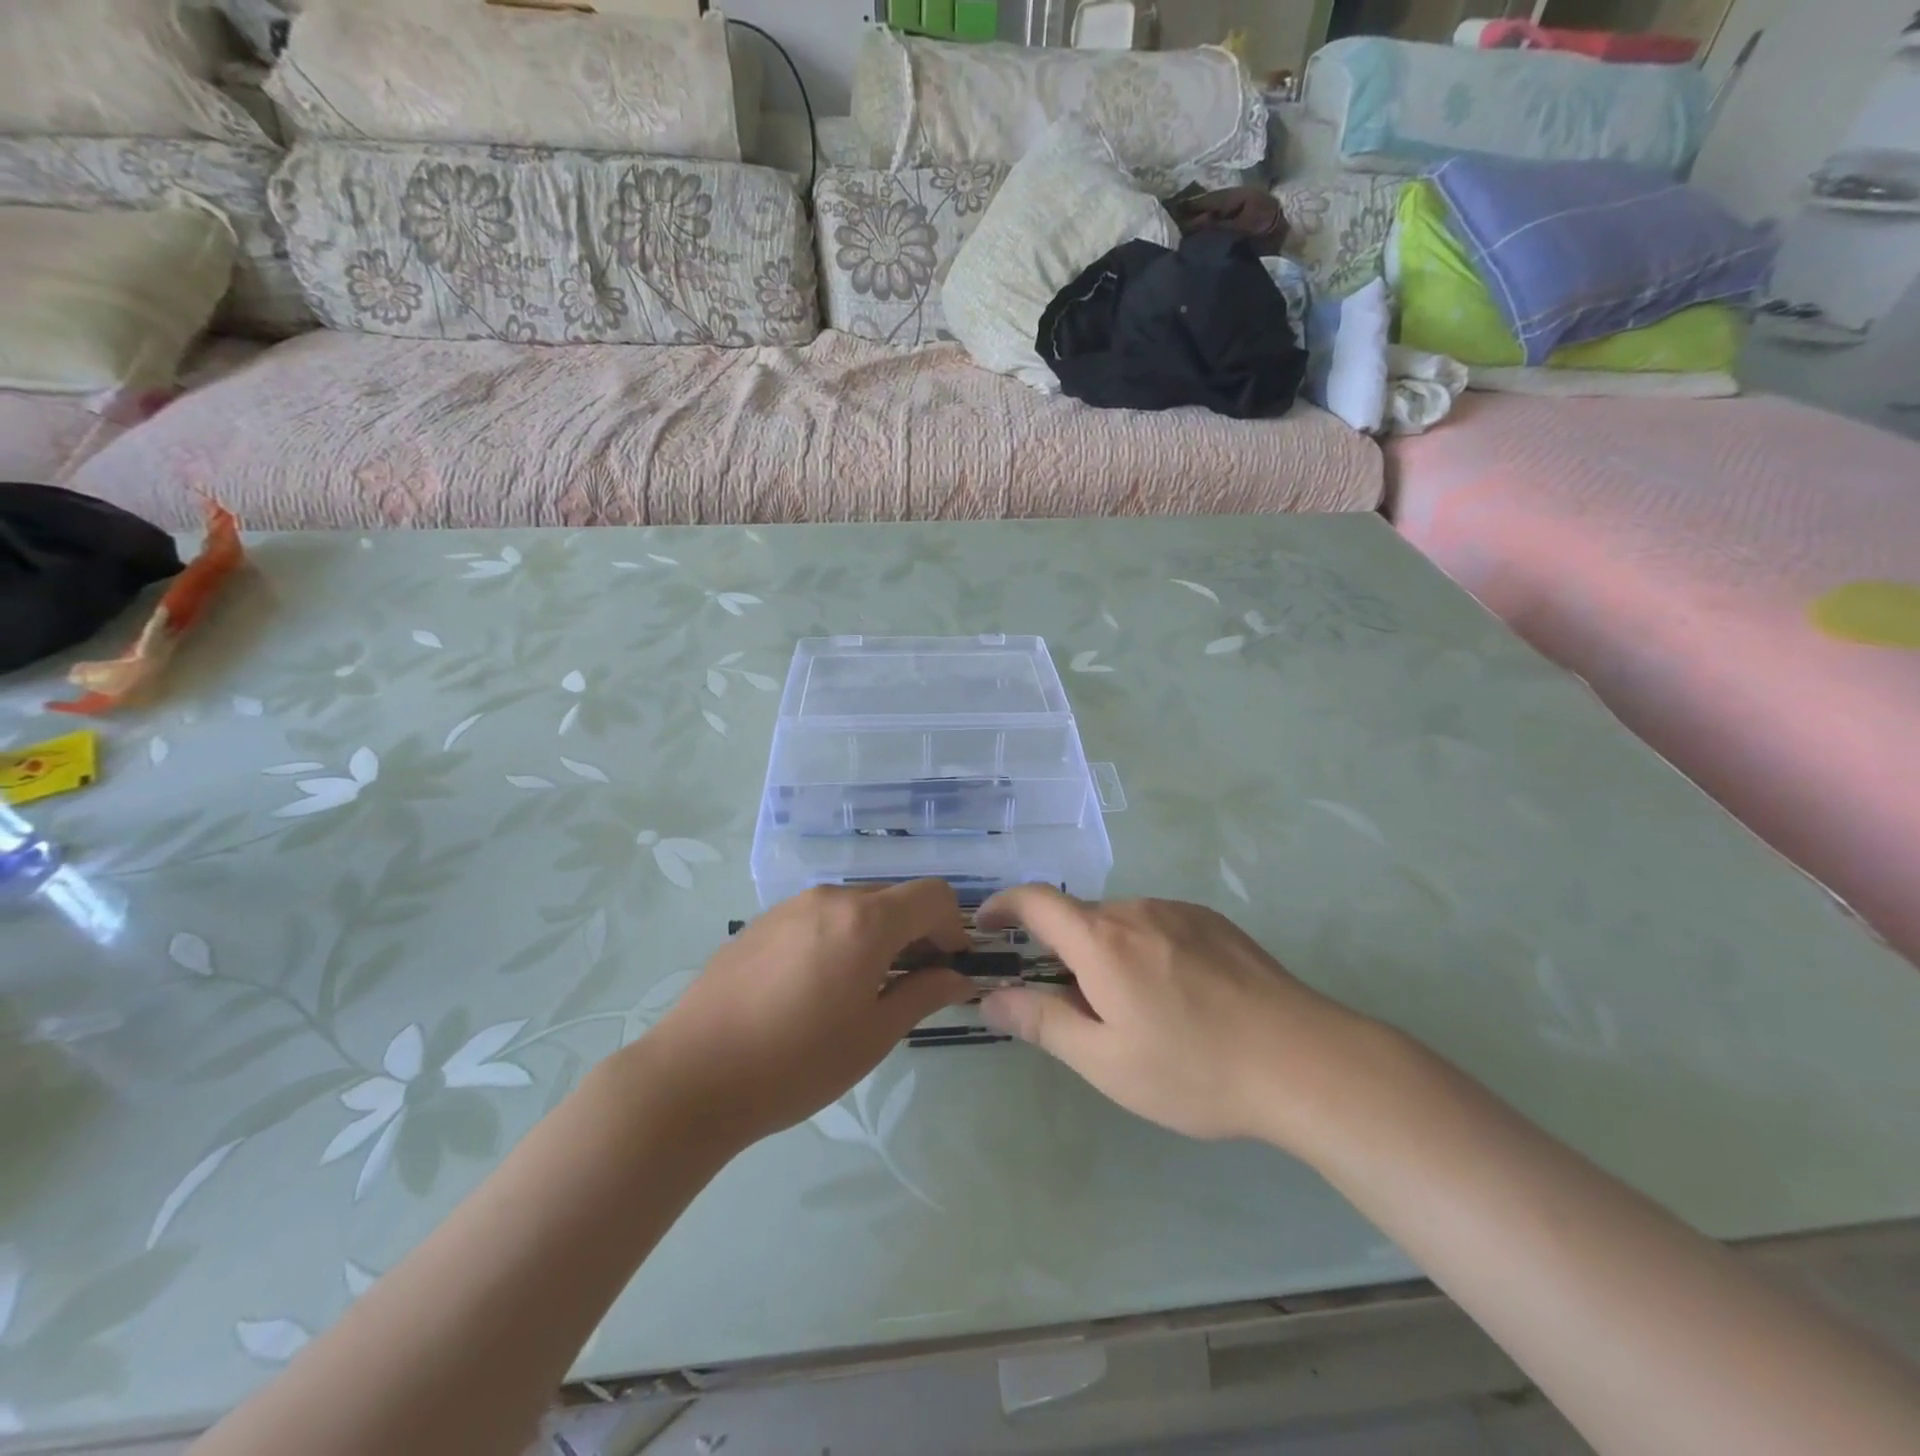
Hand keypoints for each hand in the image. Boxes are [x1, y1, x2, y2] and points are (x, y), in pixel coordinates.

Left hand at [646, 882, 975, 1146]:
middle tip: (911, 983)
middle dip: (916, 931)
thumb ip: (923, 995)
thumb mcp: (873, 1035)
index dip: (953, 927)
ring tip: (861, 989)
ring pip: (855, 906)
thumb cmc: (796, 1062)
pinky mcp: (761, 922)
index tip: (948, 968)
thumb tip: (958, 977)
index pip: (933, 895)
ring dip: (877, 934)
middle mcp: (830, 898)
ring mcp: (790, 905)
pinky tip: (815, 987)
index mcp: (865, 920)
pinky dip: (839, 937)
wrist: (693, 1075)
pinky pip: (818, 916)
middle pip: (894, 897)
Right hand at [977, 887, 1361, 1144]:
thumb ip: (1042, 1023)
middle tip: (1075, 1009)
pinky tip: (1178, 998)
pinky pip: (1158, 925)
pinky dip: (1144, 950)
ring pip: (1121, 924)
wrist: (1305, 1062)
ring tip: (1136, 1013)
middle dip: (1062, 953)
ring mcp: (1180, 911)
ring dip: (1107, 954)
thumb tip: (990, 998)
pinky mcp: (1214, 922)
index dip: (1003, 905)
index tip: (987, 925)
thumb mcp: (1106, 1062)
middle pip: (1080, 918)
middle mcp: (1137, 910)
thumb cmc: (1194, 1068)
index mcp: (1102, 940)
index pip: (1036, 900)